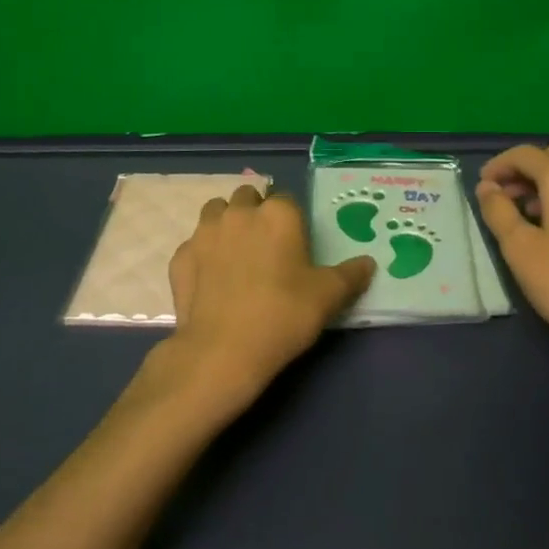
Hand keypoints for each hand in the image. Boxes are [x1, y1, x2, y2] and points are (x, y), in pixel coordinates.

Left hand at [162, 183, 375, 408]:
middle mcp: (239, 212)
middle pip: (248, 197)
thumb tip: (369, 263)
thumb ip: (350, 275)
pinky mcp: (180, 257)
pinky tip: (211, 280)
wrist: (222, 351)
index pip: (287, 199)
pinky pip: (194, 245)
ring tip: (237, 255)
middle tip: (267, 247)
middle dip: (256, 212)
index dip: (292, 219)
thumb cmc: (283, 315)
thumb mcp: (328, 297)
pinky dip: (203, 255)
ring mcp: (204, 232)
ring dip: (226, 224)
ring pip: (216, 212)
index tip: (296, 244)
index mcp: (278, 213)